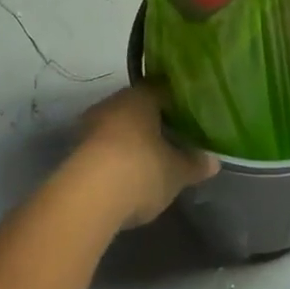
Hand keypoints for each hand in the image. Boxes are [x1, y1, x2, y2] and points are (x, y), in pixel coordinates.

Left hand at [74, 85, 219, 228]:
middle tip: (172, 137)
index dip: (175, 102)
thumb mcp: (177, 172)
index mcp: (140, 98)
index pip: (161, 89)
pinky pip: (102, 148)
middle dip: (152, 122)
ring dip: (131, 140)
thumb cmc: (141, 170)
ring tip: (151, 158)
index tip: (188, 115)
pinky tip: (127, 174)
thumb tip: (214, 161)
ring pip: (117, 127)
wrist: (87, 198)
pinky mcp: (75, 152)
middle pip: (136, 108)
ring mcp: (89, 127)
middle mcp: (112, 104)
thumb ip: (195, 164)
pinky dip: (114, 157)